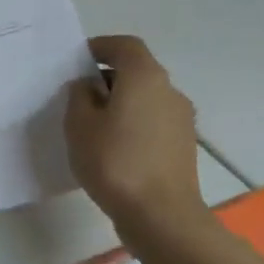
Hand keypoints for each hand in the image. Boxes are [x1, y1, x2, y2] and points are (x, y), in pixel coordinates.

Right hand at [64, 35, 203, 232]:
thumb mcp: (80, 125)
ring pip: (147, 99)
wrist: (162, 218)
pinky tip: (115, 149)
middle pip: (137, 71)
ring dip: (122, 103)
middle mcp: (169, 91)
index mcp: (145, 76)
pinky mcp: (184, 147)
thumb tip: (88, 87)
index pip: (125, 46)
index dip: (101, 47)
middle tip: (80, 96)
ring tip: (94, 126)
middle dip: (108, 78)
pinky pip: (154, 122)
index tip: (79, 61)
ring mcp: (182, 120)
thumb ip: (79, 97)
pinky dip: (135, 125)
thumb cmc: (116, 163)